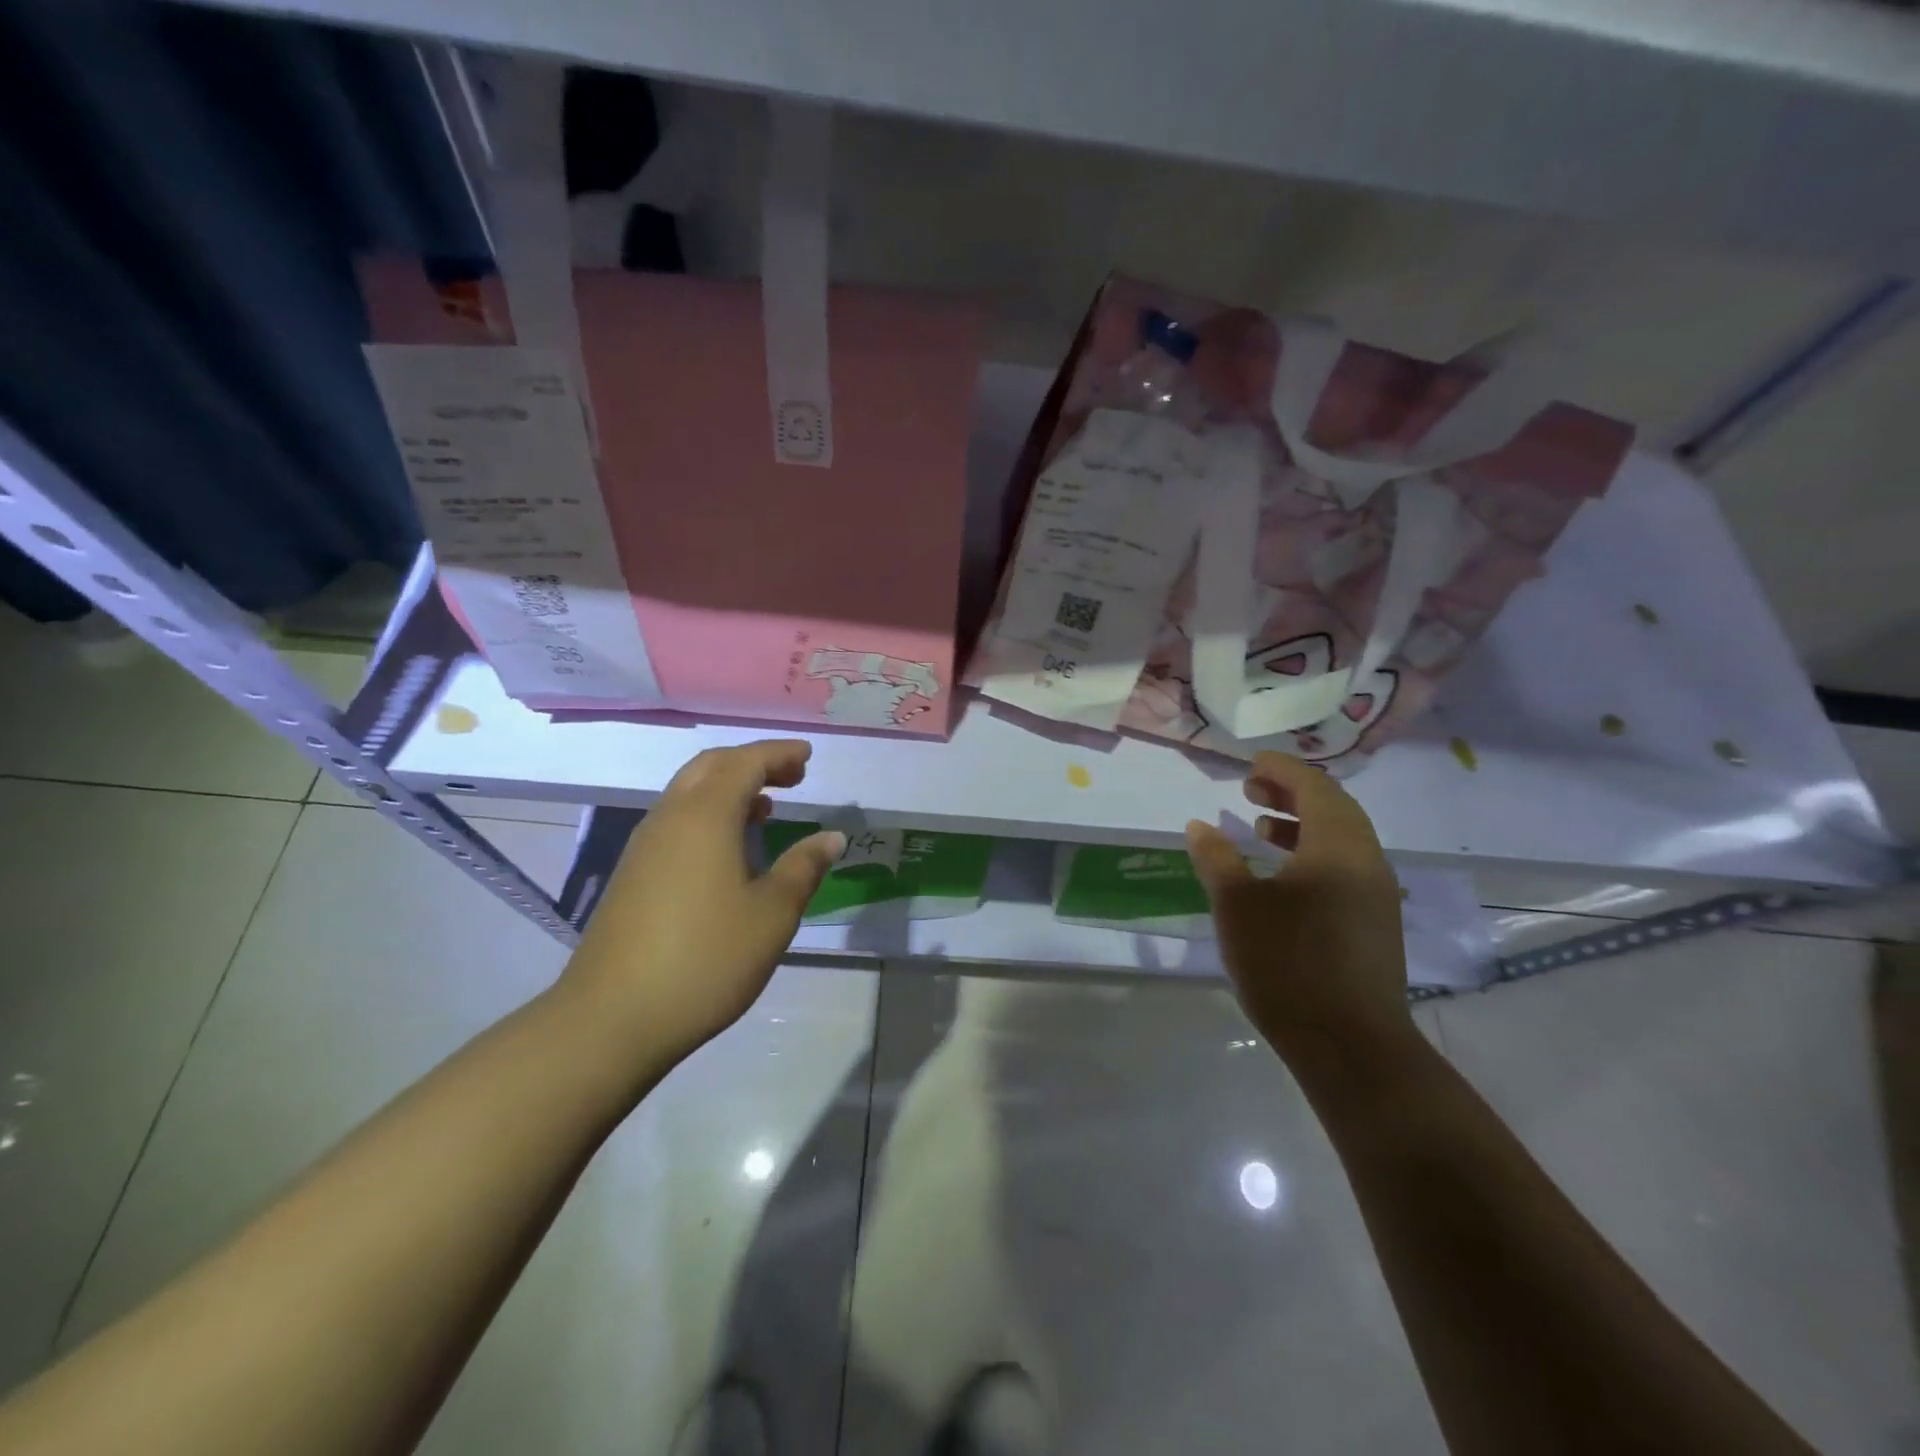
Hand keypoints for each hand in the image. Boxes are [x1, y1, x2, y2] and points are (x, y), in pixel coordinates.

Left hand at [561, 740, 844, 1063]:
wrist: (612, 1018)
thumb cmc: (706, 958)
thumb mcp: (772, 915)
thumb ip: (803, 868)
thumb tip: (832, 837)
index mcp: (705, 816)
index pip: (745, 762)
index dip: (779, 754)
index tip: (808, 756)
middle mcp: (670, 818)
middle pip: (711, 767)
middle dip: (753, 763)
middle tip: (791, 776)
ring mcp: (645, 846)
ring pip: (689, 793)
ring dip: (729, 788)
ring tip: (766, 808)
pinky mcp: (633, 874)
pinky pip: (677, 821)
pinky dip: (709, 814)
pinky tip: (729, 850)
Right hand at [1185, 751, 1413, 1061]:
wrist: (1350, 1045)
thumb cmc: (1288, 964)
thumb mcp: (1237, 905)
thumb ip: (1217, 858)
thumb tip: (1199, 825)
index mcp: (1337, 846)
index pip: (1314, 787)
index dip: (1282, 769)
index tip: (1251, 763)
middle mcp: (1367, 860)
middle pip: (1335, 808)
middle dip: (1292, 792)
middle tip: (1251, 789)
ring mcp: (1377, 894)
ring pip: (1342, 839)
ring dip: (1302, 824)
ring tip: (1263, 829)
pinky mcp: (1376, 922)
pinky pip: (1346, 867)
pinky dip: (1314, 854)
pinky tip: (1283, 878)